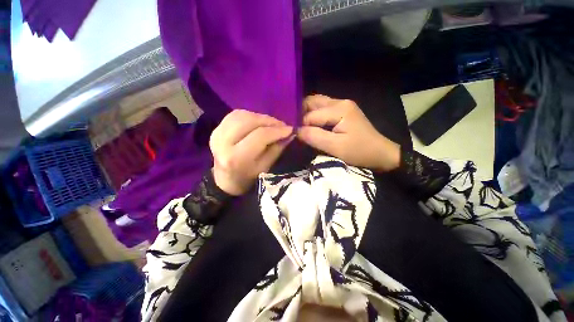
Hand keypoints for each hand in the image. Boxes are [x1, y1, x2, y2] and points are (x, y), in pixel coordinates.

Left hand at [210, 110, 292, 195]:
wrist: (225, 180)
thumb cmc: (247, 178)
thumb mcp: (265, 168)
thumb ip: (277, 149)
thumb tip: (289, 134)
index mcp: (235, 157)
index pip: (260, 135)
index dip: (277, 130)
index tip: (290, 130)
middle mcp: (222, 142)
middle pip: (250, 121)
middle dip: (270, 121)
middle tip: (282, 126)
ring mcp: (217, 133)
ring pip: (242, 115)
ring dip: (260, 117)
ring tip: (272, 124)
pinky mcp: (216, 128)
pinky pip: (236, 115)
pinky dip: (251, 116)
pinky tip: (259, 122)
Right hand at [297, 95, 399, 171]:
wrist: (381, 153)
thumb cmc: (360, 152)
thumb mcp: (336, 147)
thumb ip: (314, 137)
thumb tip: (295, 131)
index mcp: (339, 109)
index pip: (310, 115)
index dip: (301, 126)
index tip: (294, 137)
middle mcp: (340, 101)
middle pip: (312, 102)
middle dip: (300, 114)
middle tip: (294, 129)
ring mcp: (342, 105)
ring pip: (316, 104)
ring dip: (306, 114)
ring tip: (300, 127)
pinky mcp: (343, 111)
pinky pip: (322, 110)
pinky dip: (314, 116)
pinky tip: (311, 126)